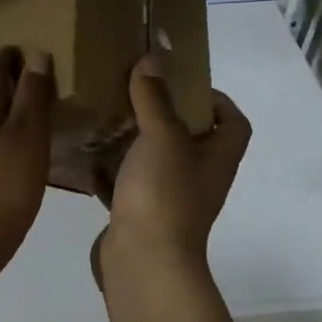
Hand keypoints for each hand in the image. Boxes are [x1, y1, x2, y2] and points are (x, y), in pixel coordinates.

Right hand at [95, 57, 250, 283]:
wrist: (144, 263)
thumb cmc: (163, 195)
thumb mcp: (162, 137)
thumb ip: (155, 98)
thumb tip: (154, 58)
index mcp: (216, 159)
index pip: (234, 123)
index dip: (219, 101)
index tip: (185, 83)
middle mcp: (198, 179)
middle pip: (192, 140)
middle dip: (166, 115)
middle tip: (137, 92)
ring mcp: (168, 200)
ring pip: (155, 162)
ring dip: (135, 141)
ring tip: (108, 116)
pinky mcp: (139, 216)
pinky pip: (126, 185)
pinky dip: (110, 171)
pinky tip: (87, 155)